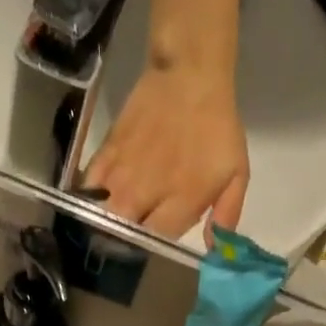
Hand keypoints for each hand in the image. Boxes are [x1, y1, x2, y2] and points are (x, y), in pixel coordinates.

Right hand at [81, 63, 249, 239]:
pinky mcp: (107, 153)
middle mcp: (145, 192)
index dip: (152, 250)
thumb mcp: (236, 173)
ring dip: (104, 225)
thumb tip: (215, 251)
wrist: (189, 75)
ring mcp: (122, 173)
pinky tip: (95, 203)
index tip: (153, 249)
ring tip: (108, 229)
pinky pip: (88, 186)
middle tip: (127, 244)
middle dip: (122, 244)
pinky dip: (89, 199)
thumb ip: (226, 215)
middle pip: (121, 233)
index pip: (154, 241)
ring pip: (102, 214)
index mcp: (179, 201)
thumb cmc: (217, 128)